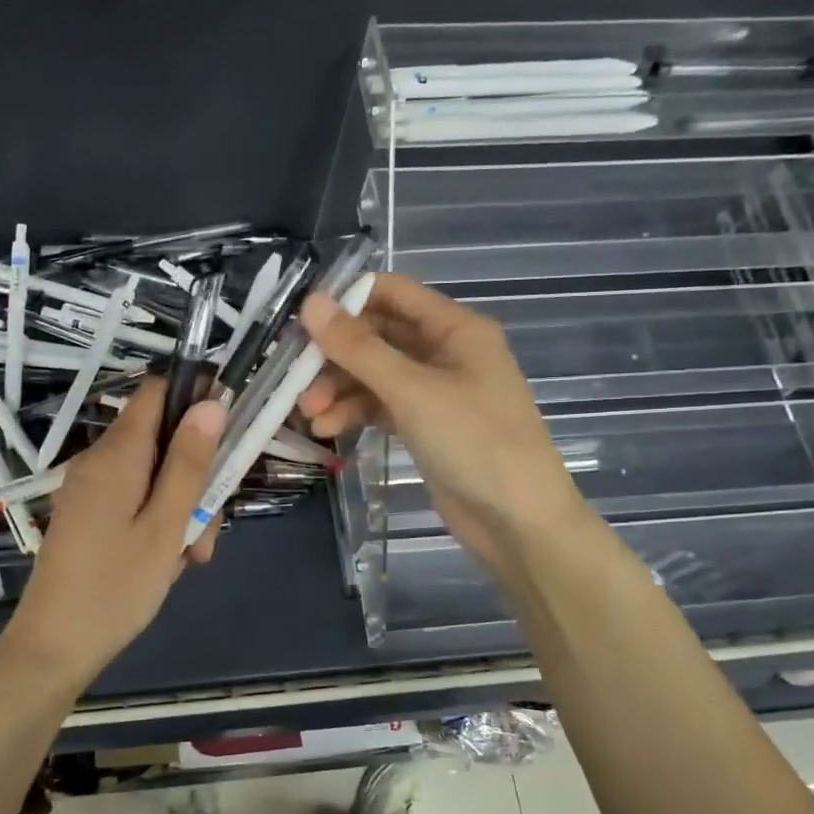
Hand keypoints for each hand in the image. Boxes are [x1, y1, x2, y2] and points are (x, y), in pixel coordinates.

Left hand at [0, 377, 224, 689]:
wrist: (53, 646)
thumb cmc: (116, 587)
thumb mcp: (166, 525)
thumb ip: (189, 462)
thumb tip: (211, 402)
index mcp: (116, 454)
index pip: (155, 390)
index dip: (193, 396)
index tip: (228, 430)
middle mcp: (98, 460)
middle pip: (160, 439)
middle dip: (194, 474)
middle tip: (209, 527)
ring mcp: (90, 488)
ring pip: (152, 475)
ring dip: (180, 508)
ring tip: (189, 557)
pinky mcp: (88, 514)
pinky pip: (133, 499)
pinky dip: (157, 521)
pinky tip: (166, 562)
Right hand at [297, 273, 588, 577]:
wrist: (518, 521)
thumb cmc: (474, 441)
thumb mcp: (412, 390)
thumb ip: (359, 348)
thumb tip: (310, 303)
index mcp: (455, 328)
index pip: (392, 292)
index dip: (346, 299)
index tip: (301, 318)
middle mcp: (445, 351)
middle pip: (377, 336)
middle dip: (335, 355)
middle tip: (295, 376)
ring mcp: (435, 390)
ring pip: (374, 375)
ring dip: (339, 389)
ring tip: (309, 414)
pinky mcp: (425, 424)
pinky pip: (380, 406)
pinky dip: (354, 413)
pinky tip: (328, 429)